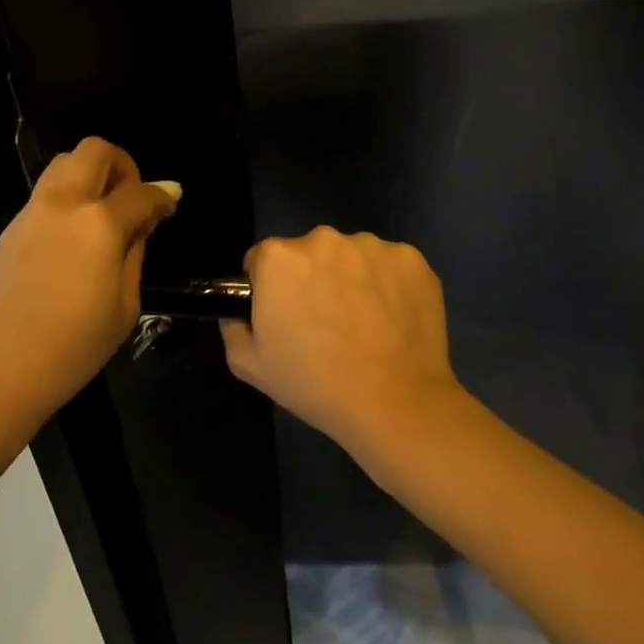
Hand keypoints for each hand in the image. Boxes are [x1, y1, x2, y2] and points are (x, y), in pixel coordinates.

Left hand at [0, 138, 178, 466]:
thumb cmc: (70, 350)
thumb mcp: (123, 309)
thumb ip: (135, 254)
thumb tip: (143, 221)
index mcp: (99, 224)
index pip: (139, 192)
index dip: (161, 196)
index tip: (169, 205)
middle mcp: (64, 203)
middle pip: (95, 150)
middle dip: (122, 165)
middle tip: (130, 199)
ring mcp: (31, 211)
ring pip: (64, 164)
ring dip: (90, 175)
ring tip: (102, 216)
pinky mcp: (9, 228)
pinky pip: (45, 193)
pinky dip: (67, 198)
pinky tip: (72, 239)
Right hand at [220, 226, 460, 455]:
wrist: (395, 404)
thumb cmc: (315, 383)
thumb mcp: (249, 364)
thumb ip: (232, 326)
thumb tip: (239, 312)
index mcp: (279, 257)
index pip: (264, 259)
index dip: (270, 287)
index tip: (285, 315)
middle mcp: (323, 238)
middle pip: (309, 253)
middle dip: (311, 278)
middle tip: (324, 323)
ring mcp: (372, 246)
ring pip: (351, 257)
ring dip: (351, 278)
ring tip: (364, 324)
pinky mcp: (412, 259)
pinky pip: (390, 266)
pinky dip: (389, 284)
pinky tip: (392, 320)